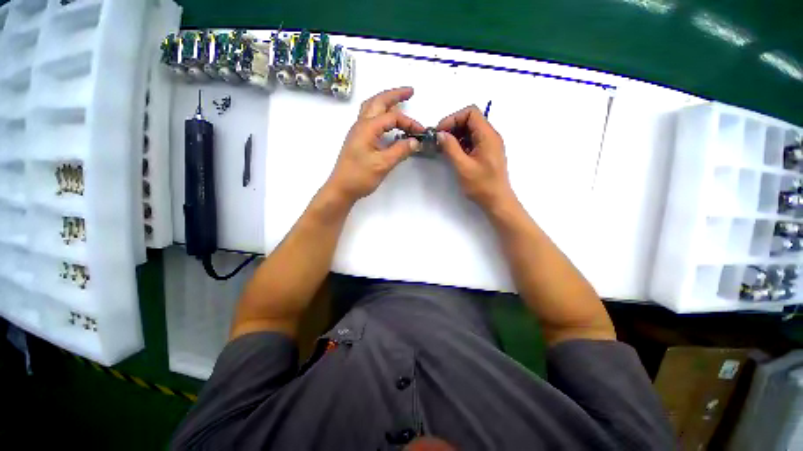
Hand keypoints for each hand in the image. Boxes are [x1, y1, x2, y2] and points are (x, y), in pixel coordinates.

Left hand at [326, 87, 423, 202]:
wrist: (341, 188)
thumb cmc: (360, 176)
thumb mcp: (383, 164)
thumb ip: (400, 151)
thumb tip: (415, 142)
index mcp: (367, 128)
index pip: (392, 117)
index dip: (409, 123)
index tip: (421, 132)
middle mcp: (361, 124)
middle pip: (378, 101)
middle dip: (395, 95)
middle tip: (410, 91)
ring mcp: (358, 131)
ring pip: (371, 108)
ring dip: (385, 101)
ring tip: (398, 100)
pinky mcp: (358, 139)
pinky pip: (370, 118)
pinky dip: (380, 113)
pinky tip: (387, 121)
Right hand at [436, 105, 513, 209]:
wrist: (497, 201)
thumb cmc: (481, 185)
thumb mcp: (463, 166)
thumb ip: (450, 148)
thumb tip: (440, 134)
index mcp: (488, 136)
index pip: (471, 113)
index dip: (453, 118)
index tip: (440, 132)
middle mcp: (491, 136)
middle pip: (470, 120)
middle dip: (453, 127)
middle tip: (439, 140)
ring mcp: (489, 144)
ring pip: (470, 130)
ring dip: (456, 136)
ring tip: (444, 147)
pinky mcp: (486, 153)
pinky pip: (472, 141)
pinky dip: (461, 143)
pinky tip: (453, 153)